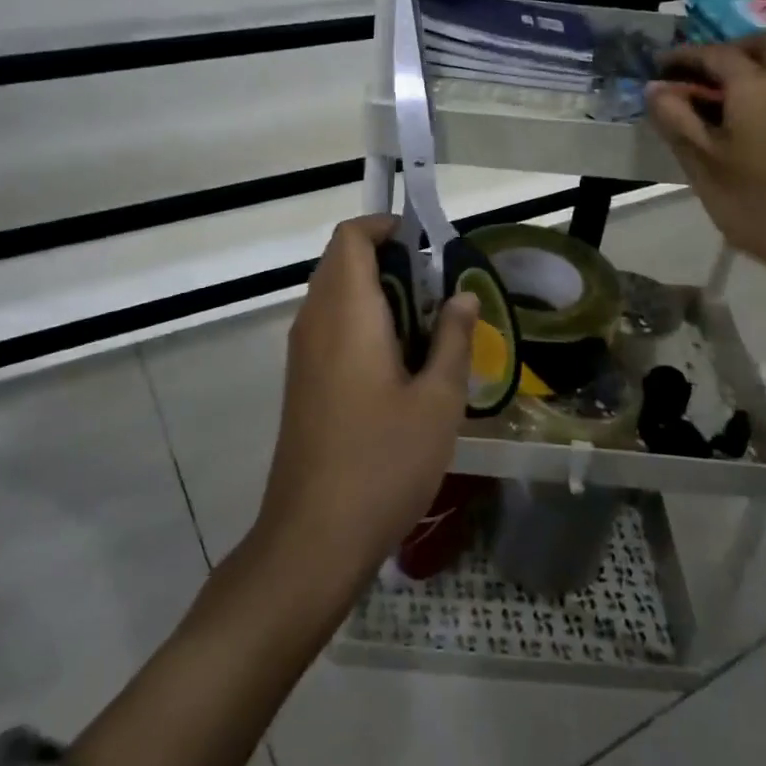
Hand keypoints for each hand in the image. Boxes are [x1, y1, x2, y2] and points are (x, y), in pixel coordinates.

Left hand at [255, 216, 476, 592]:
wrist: (313, 537)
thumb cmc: (383, 462)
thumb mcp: (438, 401)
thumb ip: (454, 339)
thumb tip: (463, 296)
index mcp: (346, 311)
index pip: (351, 237)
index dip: (386, 227)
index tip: (427, 246)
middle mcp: (315, 320)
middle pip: (343, 261)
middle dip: (391, 262)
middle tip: (439, 294)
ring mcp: (302, 352)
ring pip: (336, 294)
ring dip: (379, 294)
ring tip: (428, 330)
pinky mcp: (302, 380)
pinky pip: (331, 326)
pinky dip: (363, 322)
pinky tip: (400, 366)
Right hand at [646, 30, 765, 290]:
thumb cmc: (757, 203)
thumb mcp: (703, 163)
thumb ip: (676, 120)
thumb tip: (655, 88)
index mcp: (757, 87)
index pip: (716, 54)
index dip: (684, 55)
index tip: (657, 65)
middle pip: (765, 44)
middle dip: (729, 49)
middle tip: (699, 75)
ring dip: (748, 70)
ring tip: (711, 102)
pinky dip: (762, 91)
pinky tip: (737, 125)